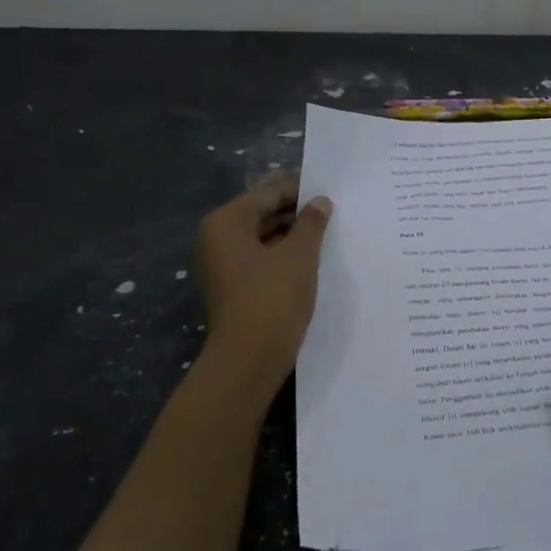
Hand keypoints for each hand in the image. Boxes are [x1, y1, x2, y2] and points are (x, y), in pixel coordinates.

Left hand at [193, 176, 331, 380]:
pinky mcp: (233, 288)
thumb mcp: (299, 255)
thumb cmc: (272, 298)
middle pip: (262, 214)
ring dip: (293, 236)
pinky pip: (261, 260)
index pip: (267, 193)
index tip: (331, 191)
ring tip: (328, 235)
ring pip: (263, 238)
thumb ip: (311, 223)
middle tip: (334, 213)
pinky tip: (312, 260)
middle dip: (297, 213)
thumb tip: (320, 202)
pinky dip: (284, 256)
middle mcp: (216, 239)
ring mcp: (222, 266)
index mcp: (225, 223)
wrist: (249, 359)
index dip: (300, 190)